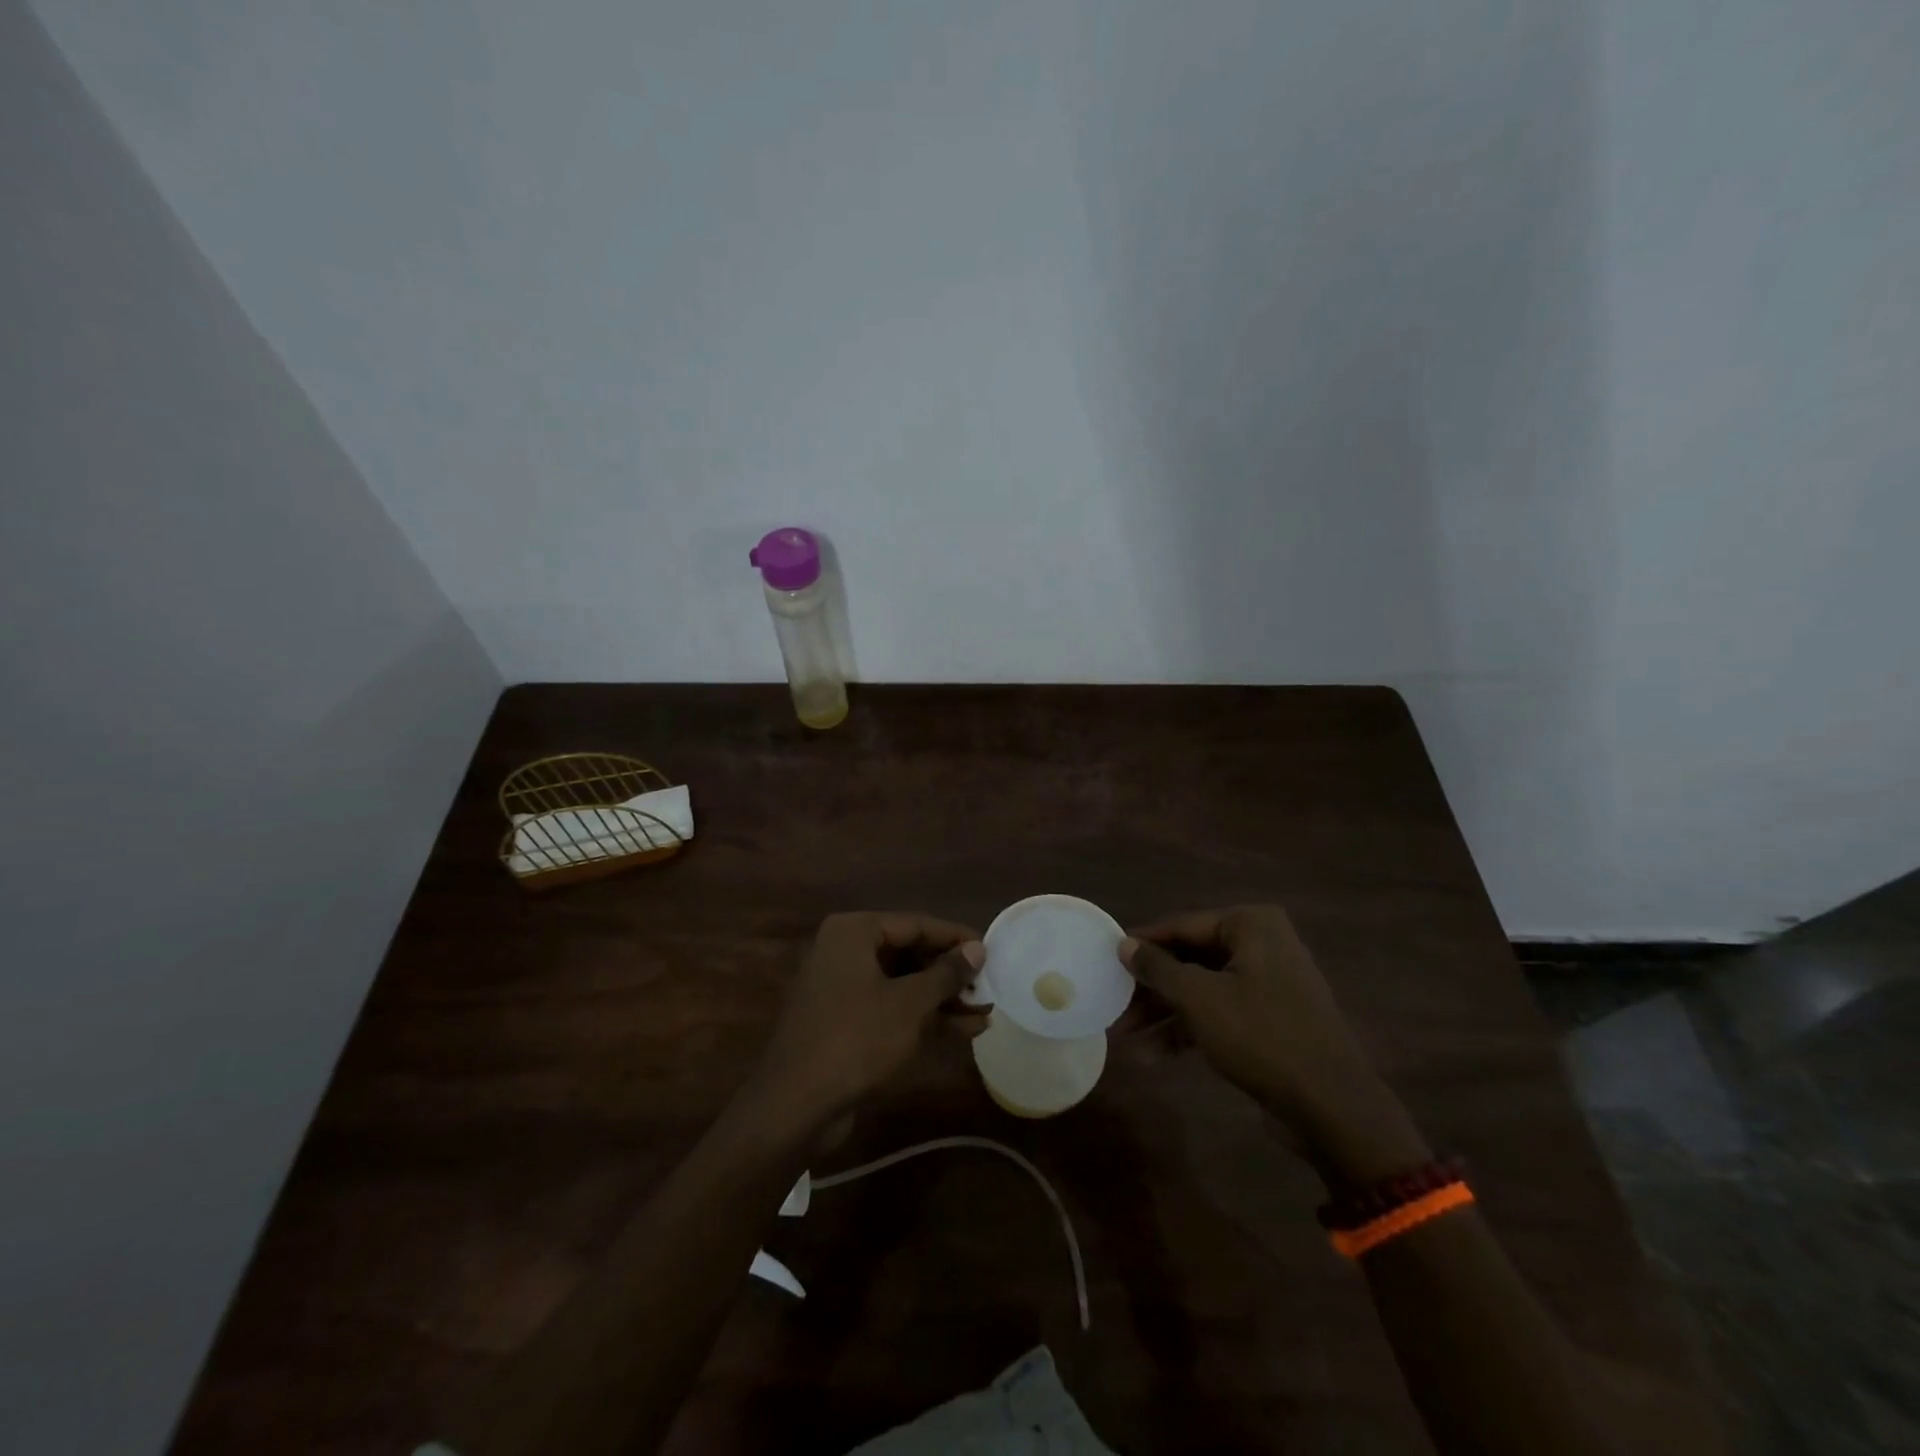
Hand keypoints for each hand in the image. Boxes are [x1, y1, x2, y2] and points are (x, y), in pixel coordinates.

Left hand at [753, 912, 985, 1129]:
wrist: (796, 1105)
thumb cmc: (857, 1039)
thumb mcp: (910, 1004)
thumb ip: (946, 973)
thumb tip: (977, 949)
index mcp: (853, 932)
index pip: (915, 924)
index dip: (955, 938)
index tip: (990, 950)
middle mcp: (845, 951)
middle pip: (909, 953)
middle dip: (951, 974)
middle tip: (988, 987)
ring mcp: (843, 988)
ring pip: (903, 984)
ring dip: (943, 998)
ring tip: (985, 1011)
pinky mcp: (846, 1022)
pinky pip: (891, 1008)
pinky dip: (924, 1017)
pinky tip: (964, 1029)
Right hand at [1121, 906, 1427, 1181]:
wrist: (1332, 1107)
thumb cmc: (1261, 1036)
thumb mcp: (1199, 999)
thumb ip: (1158, 968)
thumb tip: (1124, 944)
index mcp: (1251, 925)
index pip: (1181, 926)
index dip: (1142, 945)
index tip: (1106, 961)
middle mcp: (1262, 945)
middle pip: (1190, 959)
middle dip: (1151, 988)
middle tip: (1115, 1008)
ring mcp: (1269, 983)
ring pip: (1202, 989)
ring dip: (1165, 1014)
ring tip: (1126, 1040)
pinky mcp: (1271, 1019)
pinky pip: (1220, 1012)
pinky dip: (1190, 1029)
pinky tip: (1155, 1055)